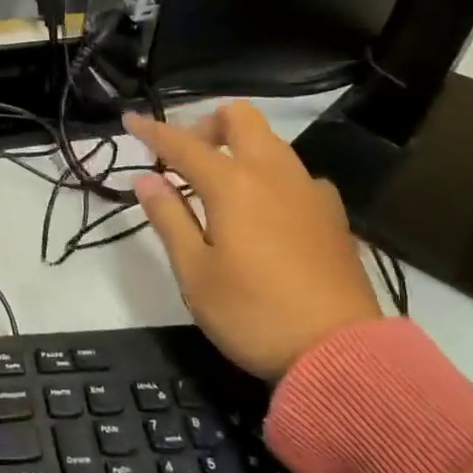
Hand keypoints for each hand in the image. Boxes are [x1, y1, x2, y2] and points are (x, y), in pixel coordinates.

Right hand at [124, 104, 384, 380]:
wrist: (342, 354)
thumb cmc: (253, 313)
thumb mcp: (194, 272)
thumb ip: (168, 218)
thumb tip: (146, 180)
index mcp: (233, 184)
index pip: (183, 144)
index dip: (152, 130)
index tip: (130, 120)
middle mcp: (274, 174)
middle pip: (240, 118)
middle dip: (205, 125)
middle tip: (184, 159)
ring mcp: (310, 191)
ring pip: (270, 142)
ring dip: (238, 148)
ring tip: (217, 187)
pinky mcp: (333, 214)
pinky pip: (294, 174)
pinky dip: (268, 176)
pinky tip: (262, 213)